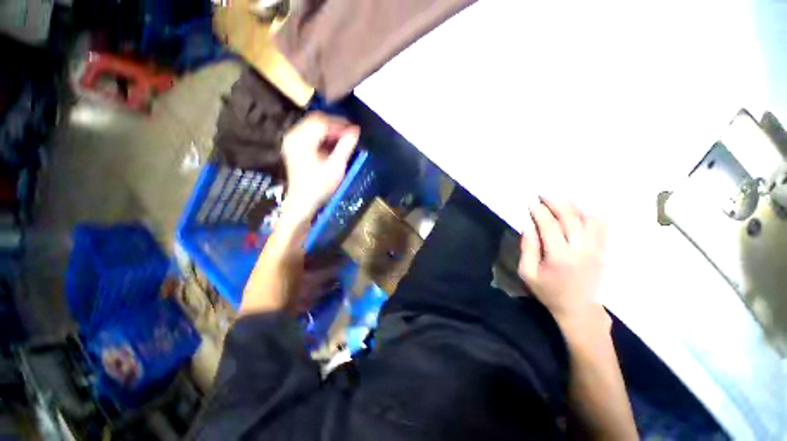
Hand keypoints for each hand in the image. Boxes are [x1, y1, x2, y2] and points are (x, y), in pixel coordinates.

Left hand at [281, 112, 358, 218]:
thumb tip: (356, 130)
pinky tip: (333, 144)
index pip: (322, 121)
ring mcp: (292, 141)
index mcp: (302, 139)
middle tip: (350, 133)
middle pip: (316, 120)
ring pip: (313, 125)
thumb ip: (346, 146)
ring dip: (330, 130)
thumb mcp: (336, 166)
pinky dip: (323, 136)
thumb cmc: (320, 186)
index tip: (355, 130)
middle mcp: (294, 136)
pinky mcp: (295, 147)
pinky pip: (310, 133)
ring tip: (344, 139)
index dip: (341, 123)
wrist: (303, 201)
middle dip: (336, 124)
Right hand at [518, 197, 608, 326]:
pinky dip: (591, 215)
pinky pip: (601, 227)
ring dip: (573, 206)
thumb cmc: (548, 291)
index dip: (540, 212)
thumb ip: (528, 249)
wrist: (578, 308)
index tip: (532, 204)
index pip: (550, 226)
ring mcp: (595, 249)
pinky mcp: (602, 251)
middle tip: (544, 194)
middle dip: (556, 203)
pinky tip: (581, 210)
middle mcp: (581, 250)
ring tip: (560, 199)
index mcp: (560, 257)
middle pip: (571, 218)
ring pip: (588, 219)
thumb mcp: (528, 273)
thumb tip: (529, 226)